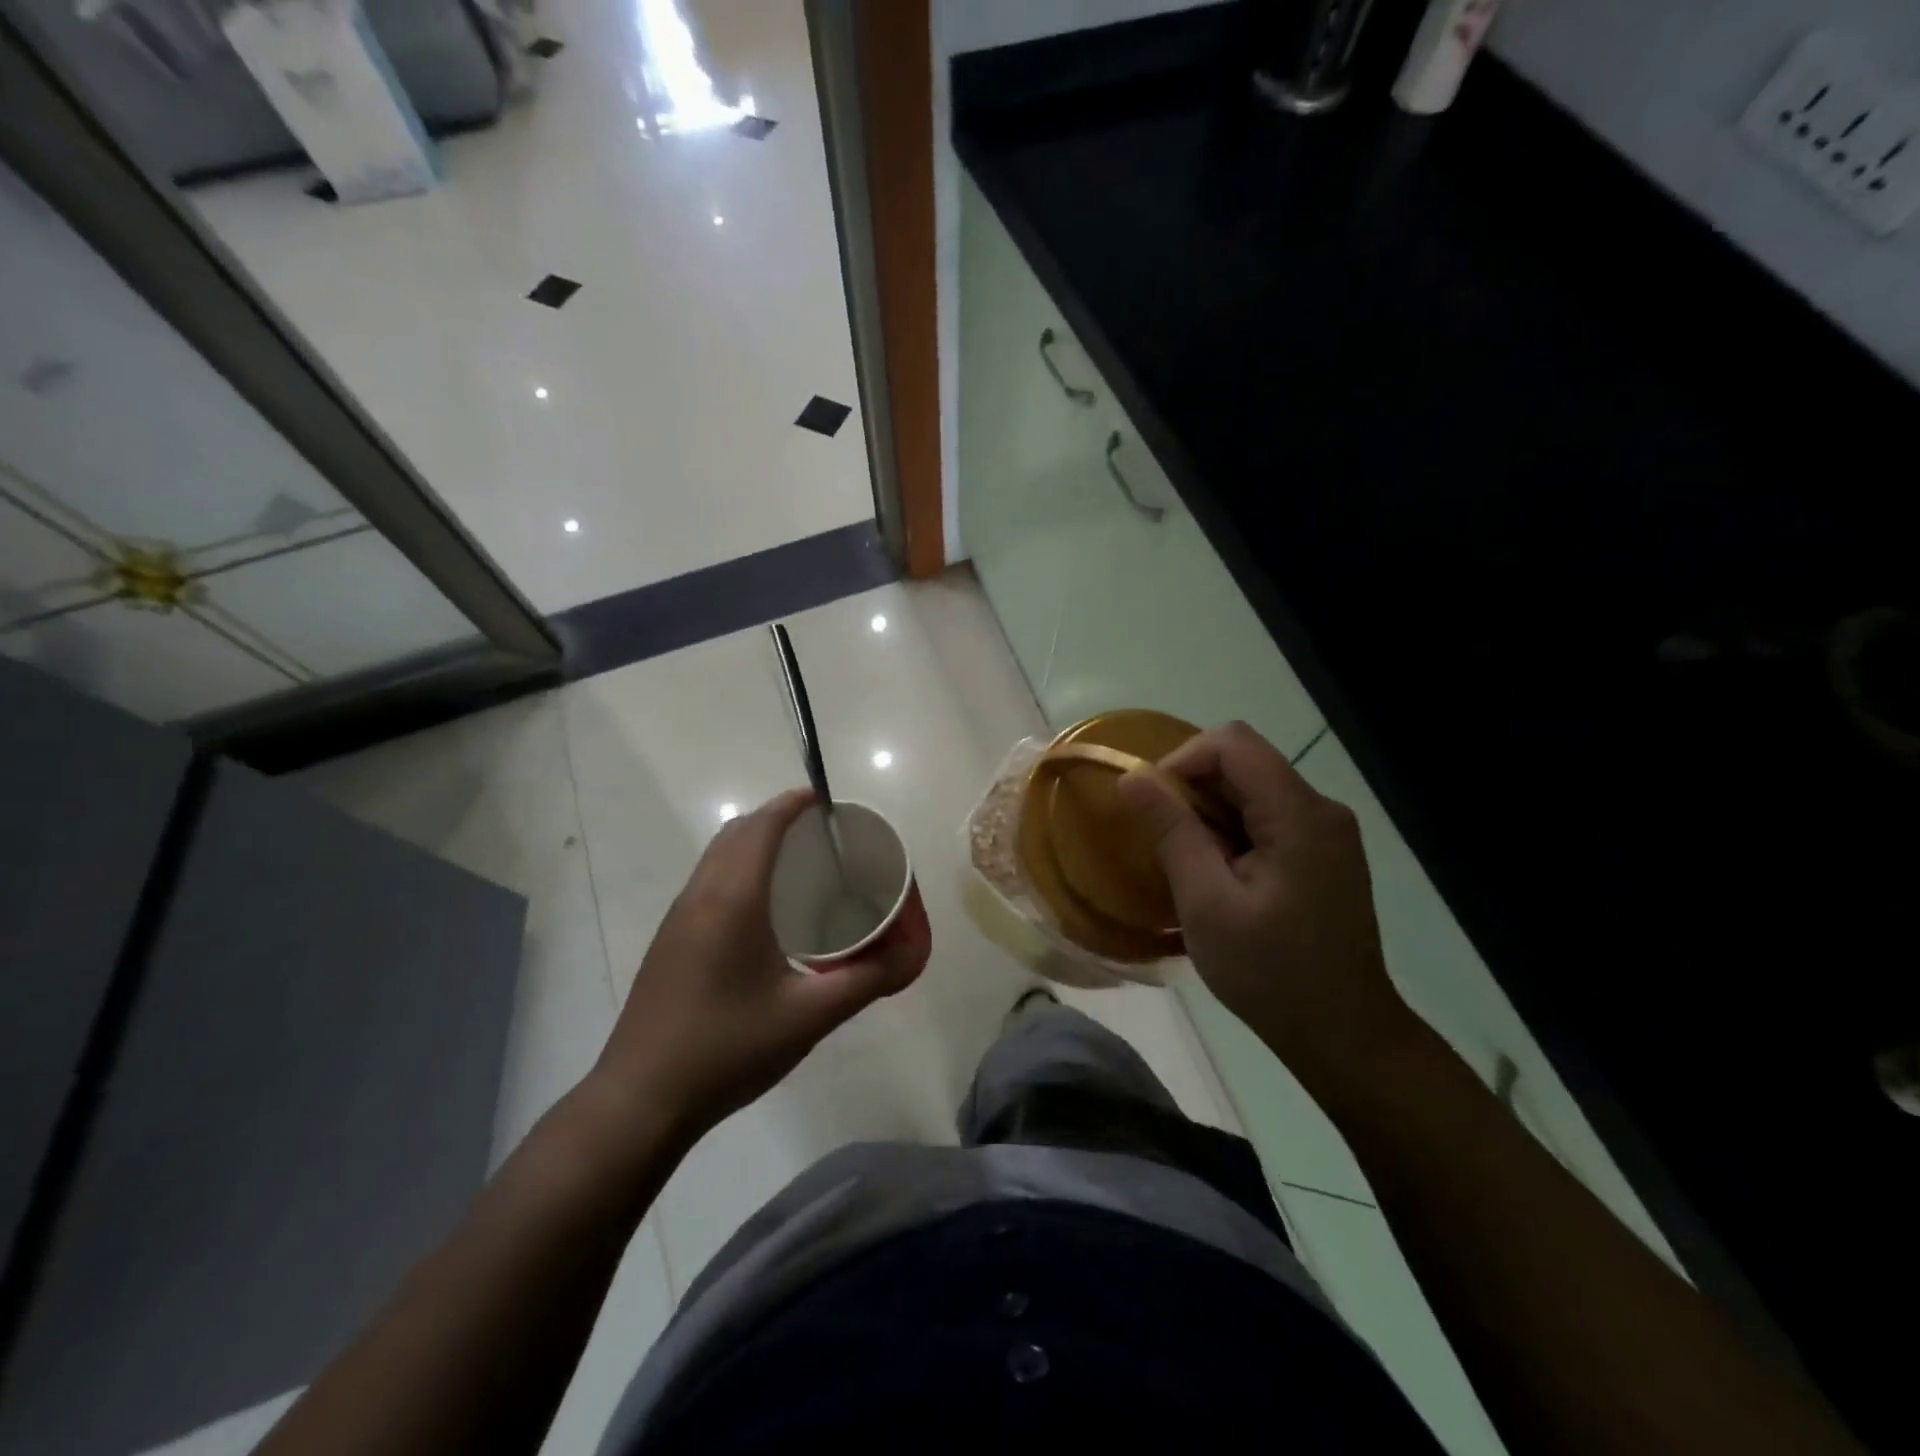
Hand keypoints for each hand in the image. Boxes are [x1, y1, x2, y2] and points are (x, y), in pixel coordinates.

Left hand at [582, 789, 929, 1150]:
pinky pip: (706, 881)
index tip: (826, 800)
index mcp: (733, 900)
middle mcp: (699, 896)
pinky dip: (736, 868)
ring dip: (753, 842)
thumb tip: (911, 953)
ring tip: (797, 865)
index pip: (762, 827)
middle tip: (820, 835)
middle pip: (736, 833)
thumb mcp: (809, 1017)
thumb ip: (866, 980)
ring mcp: (677, 918)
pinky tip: (762, 910)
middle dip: (776, 818)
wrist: (641, 1100)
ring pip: (716, 856)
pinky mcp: (668, 942)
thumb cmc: (728, 1048)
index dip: (792, 803)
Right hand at [1118, 722, 1413, 1085]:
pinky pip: (1268, 818)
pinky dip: (1233, 833)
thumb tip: (1133, 777)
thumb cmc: (1271, 972)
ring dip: (1211, 816)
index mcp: (1299, 814)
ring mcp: (1328, 832)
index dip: (1183, 760)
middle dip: (1194, 793)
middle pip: (1244, 764)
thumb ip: (1172, 832)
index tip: (1154, 805)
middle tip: (1167, 846)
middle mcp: (1321, 809)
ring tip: (1191, 868)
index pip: (1233, 743)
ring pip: (1253, 791)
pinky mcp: (1325, 854)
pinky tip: (1221, 878)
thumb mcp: (1206, 903)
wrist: (1344, 1034)